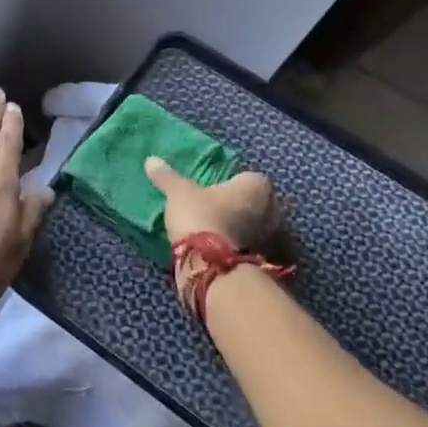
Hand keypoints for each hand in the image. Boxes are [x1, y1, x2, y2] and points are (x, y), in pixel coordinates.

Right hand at [145, 158, 293, 317]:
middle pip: (257, 203)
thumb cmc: (201, 216)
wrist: (214, 266)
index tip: (214, 193)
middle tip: (216, 213)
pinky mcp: (271, 263)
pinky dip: (245, 250)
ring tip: (218, 236)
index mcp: (257, 185)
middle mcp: (275, 208)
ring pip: (259, 228)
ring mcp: (276, 239)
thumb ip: (167, 176)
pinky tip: (226, 254)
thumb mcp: (179, 192)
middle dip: (241, 208)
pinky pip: (257, 249)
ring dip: (244, 230)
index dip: (231, 185)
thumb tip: (151, 160)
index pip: (248, 178)